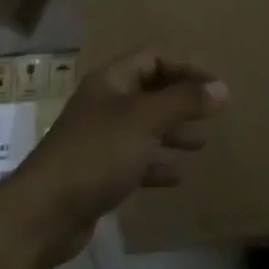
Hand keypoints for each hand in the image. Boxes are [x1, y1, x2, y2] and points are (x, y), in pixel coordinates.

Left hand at [6, 49, 227, 261]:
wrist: (45, 212)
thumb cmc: (98, 153)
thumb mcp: (146, 120)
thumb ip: (185, 102)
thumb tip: (222, 88)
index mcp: (112, 80)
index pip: (155, 57)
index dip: (187, 66)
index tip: (216, 86)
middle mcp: (105, 103)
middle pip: (150, 90)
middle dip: (182, 100)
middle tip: (213, 113)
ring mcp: (99, 138)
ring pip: (144, 126)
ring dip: (173, 132)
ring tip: (201, 144)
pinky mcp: (98, 172)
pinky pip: (135, 159)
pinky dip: (157, 163)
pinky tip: (177, 176)